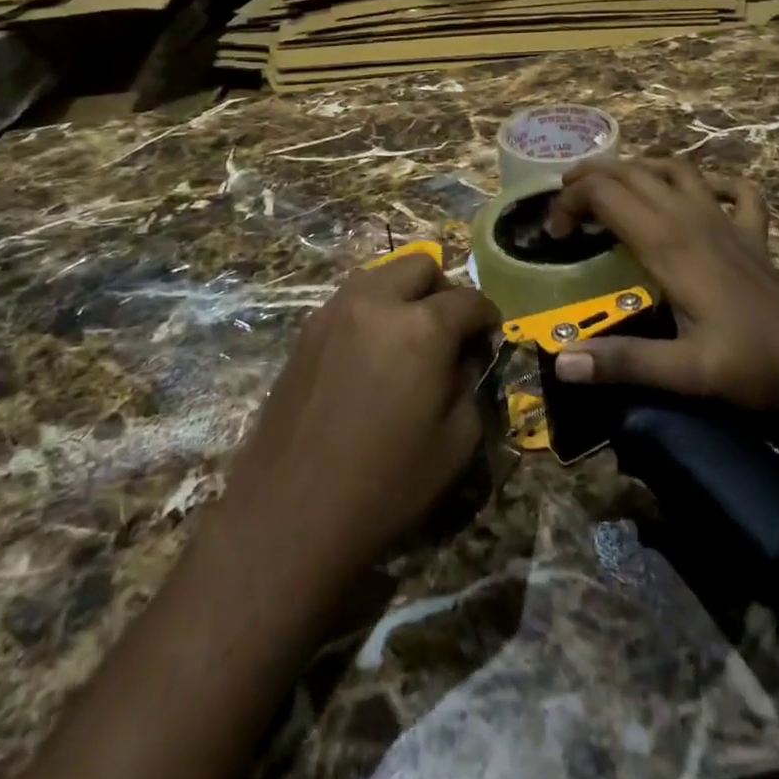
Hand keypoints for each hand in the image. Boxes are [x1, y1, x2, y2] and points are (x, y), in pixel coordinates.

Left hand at [213, 255, 499, 581]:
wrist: (290, 512)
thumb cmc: (384, 484)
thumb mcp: (455, 443)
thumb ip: (470, 385)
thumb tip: (465, 359)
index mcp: (422, 327)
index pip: (470, 300)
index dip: (488, 320)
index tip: (488, 343)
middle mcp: (378, 302)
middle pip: (423, 266)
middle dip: (444, 292)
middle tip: (447, 334)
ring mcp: (336, 310)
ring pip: (382, 274)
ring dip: (404, 294)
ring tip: (407, 339)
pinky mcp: (308, 329)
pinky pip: (351, 298)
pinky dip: (372, 310)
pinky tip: (371, 354)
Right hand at [544, 158, 778, 412]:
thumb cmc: (748, 367)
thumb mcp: (682, 372)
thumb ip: (622, 362)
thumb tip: (562, 363)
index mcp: (668, 243)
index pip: (606, 195)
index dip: (571, 203)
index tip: (554, 234)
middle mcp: (693, 219)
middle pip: (633, 173)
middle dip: (592, 176)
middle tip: (565, 197)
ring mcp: (727, 222)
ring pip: (677, 169)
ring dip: (640, 167)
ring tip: (614, 182)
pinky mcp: (753, 235)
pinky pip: (736, 191)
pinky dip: (715, 182)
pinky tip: (702, 194)